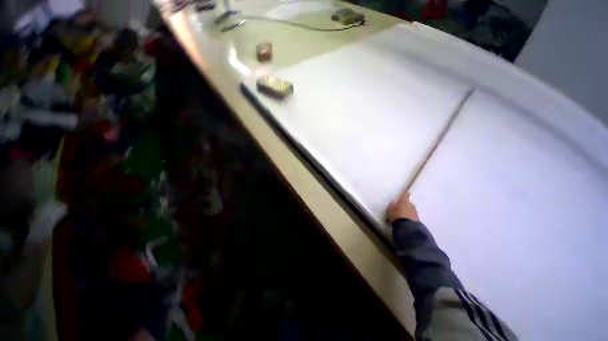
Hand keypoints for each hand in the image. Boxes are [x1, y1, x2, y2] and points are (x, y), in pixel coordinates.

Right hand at [386, 192, 418, 223]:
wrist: (407, 228)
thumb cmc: (396, 216)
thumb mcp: (389, 210)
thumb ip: (392, 205)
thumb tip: (394, 202)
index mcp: (404, 201)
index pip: (405, 195)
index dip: (404, 194)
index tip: (404, 193)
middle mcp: (411, 205)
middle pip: (408, 203)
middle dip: (404, 205)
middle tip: (399, 208)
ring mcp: (415, 213)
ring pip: (411, 210)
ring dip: (407, 212)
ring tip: (402, 216)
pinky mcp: (418, 220)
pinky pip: (412, 216)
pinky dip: (409, 217)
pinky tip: (405, 221)